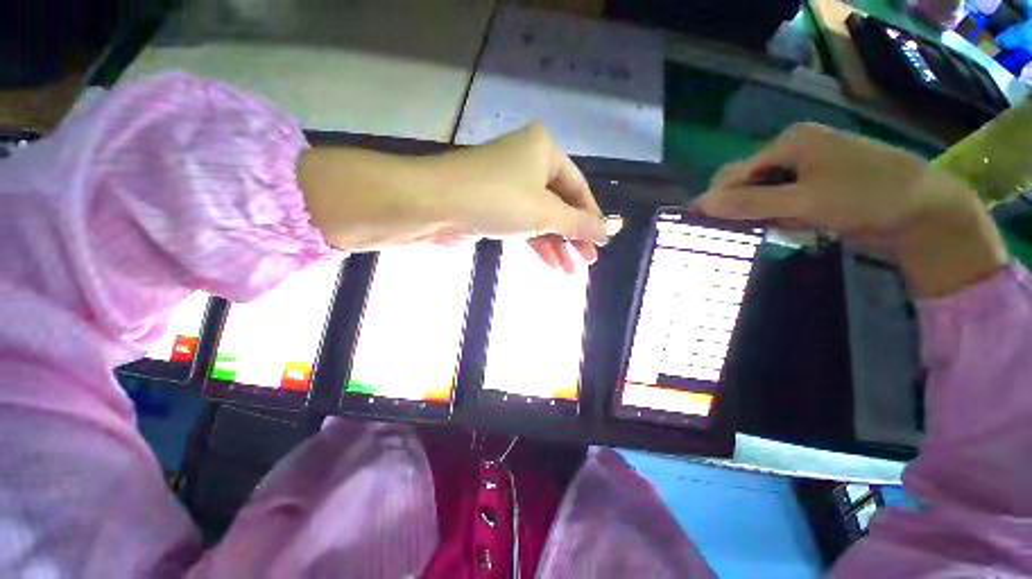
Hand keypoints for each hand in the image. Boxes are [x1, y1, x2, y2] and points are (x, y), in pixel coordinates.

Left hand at [299, 124, 606, 272]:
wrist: (433, 204)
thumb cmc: (496, 199)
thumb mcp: (545, 212)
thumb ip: (578, 224)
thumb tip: (609, 230)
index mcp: (543, 150)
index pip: (578, 187)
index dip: (591, 216)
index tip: (601, 241)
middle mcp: (527, 163)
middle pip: (560, 204)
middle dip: (573, 235)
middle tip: (588, 260)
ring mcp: (508, 185)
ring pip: (541, 217)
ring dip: (556, 244)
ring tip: (570, 270)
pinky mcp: (492, 206)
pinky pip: (522, 224)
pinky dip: (536, 243)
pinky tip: (551, 263)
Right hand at [695, 123, 1006, 296]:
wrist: (926, 211)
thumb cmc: (866, 197)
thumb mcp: (804, 201)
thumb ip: (750, 203)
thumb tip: (701, 205)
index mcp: (790, 141)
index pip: (735, 172)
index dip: (717, 198)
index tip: (703, 224)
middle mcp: (796, 148)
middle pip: (749, 180)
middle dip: (742, 206)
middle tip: (744, 229)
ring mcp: (810, 165)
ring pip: (766, 191)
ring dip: (763, 213)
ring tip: (776, 228)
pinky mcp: (821, 182)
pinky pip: (785, 198)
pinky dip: (782, 214)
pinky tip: (795, 225)